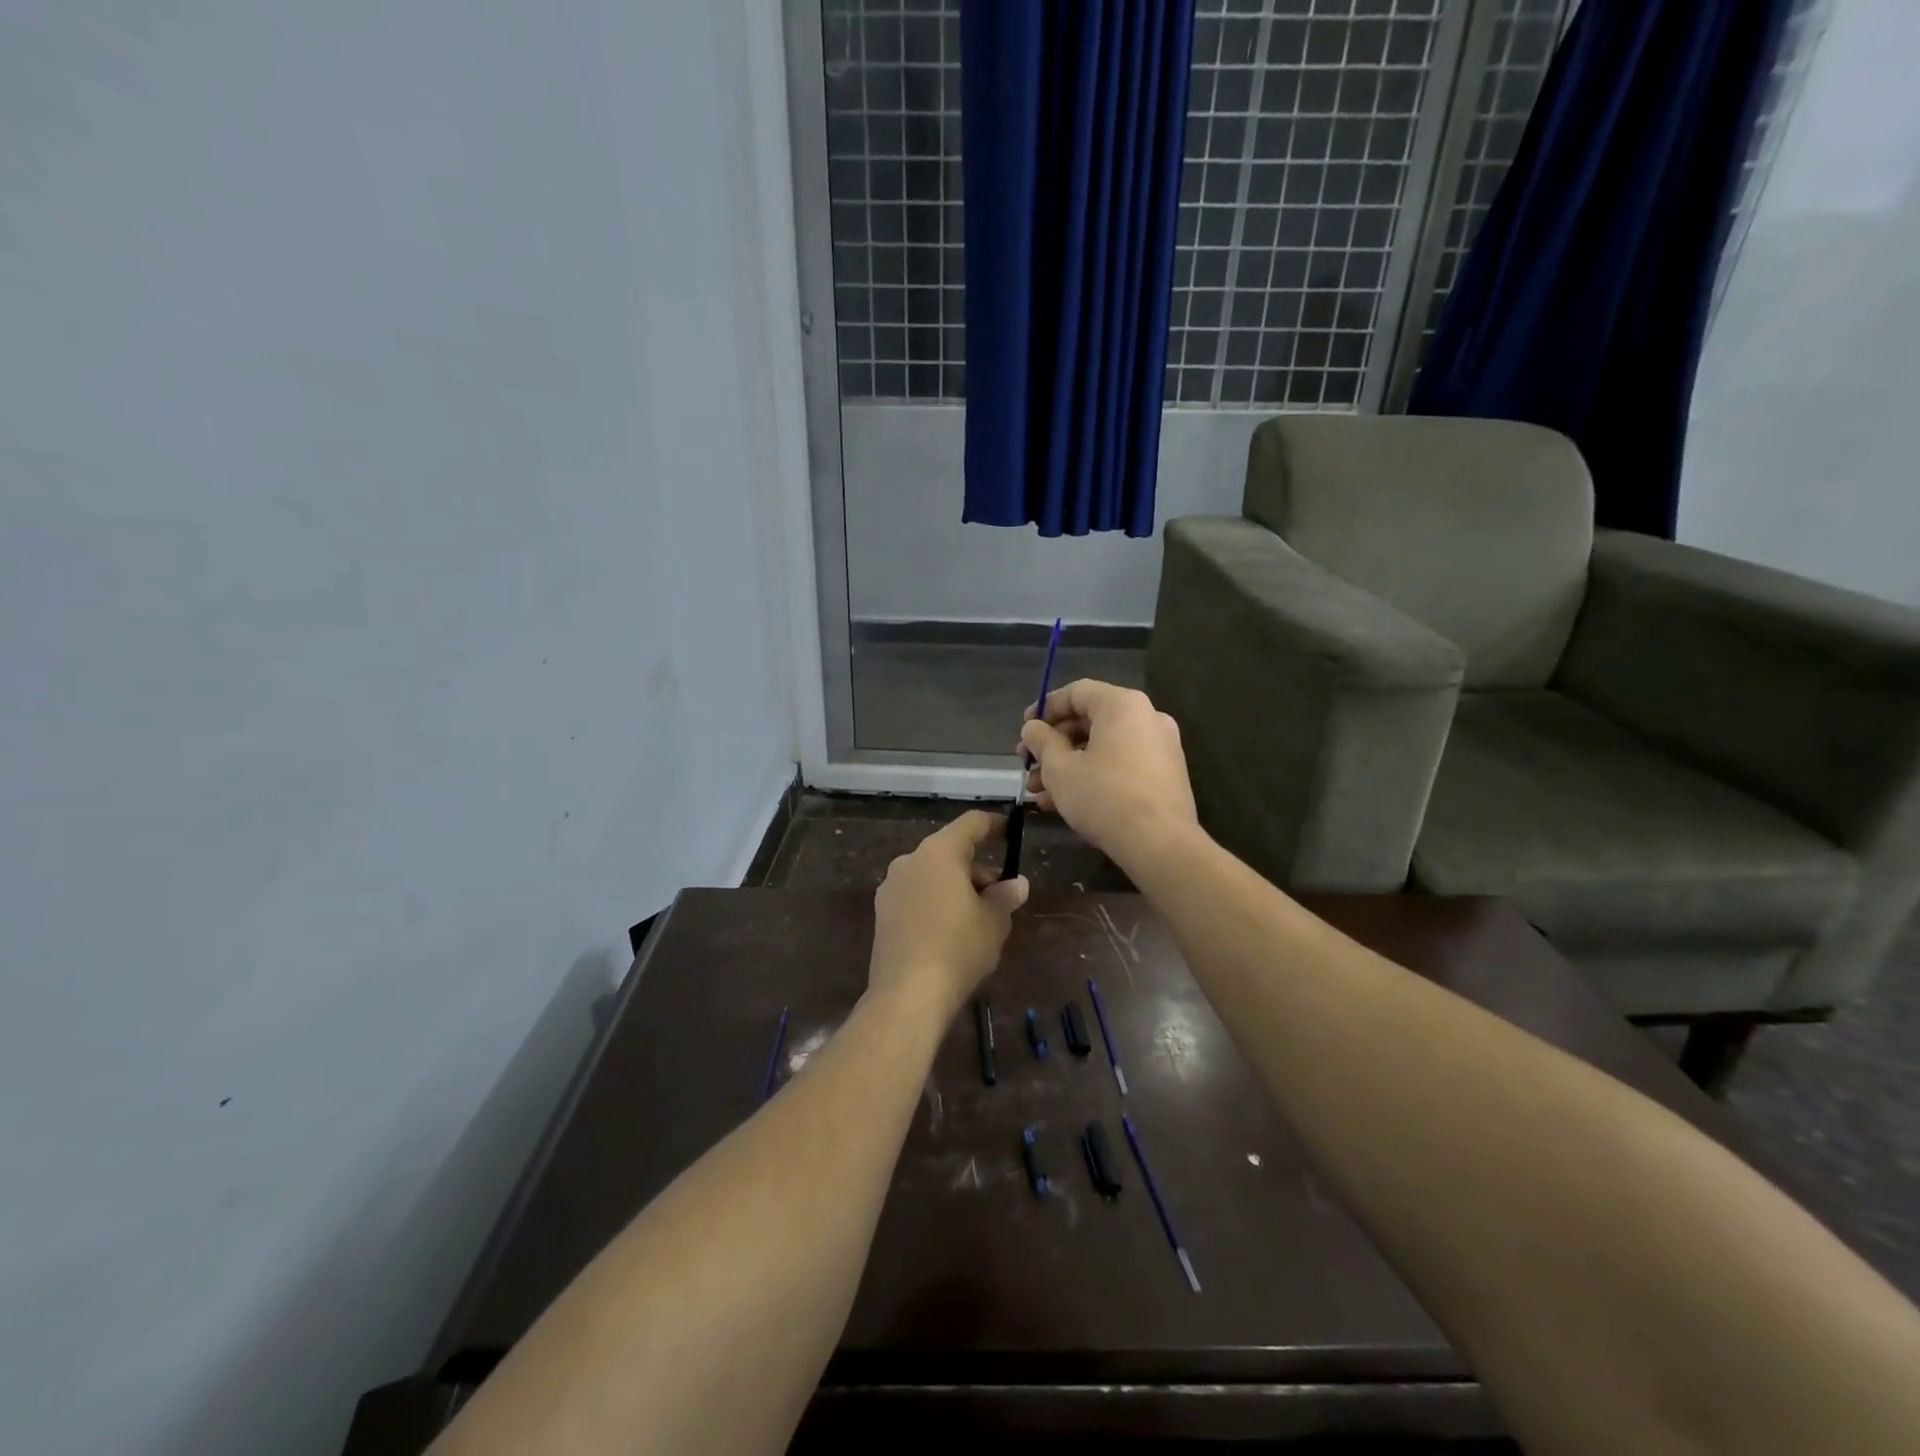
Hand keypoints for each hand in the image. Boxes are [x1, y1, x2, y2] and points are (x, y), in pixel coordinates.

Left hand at [869, 811, 1028, 1017]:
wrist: (907, 994)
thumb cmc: (958, 948)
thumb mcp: (993, 921)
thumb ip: (1005, 896)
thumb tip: (1017, 884)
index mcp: (939, 852)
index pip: (971, 823)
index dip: (993, 824)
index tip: (1009, 831)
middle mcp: (910, 860)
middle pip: (950, 851)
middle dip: (977, 868)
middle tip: (1001, 894)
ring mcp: (891, 887)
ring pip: (931, 874)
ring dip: (956, 886)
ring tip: (979, 917)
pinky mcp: (882, 913)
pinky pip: (916, 895)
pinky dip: (936, 902)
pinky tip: (951, 931)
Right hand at [1019, 679, 1197, 867]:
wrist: (1159, 843)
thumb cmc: (1104, 796)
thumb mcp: (1059, 769)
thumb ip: (1042, 742)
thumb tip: (1032, 729)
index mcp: (1122, 705)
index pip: (1077, 692)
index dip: (1045, 708)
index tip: (1025, 729)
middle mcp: (1147, 717)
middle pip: (1090, 721)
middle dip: (1053, 744)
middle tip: (1027, 764)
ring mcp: (1160, 747)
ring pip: (1103, 747)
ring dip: (1068, 765)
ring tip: (1038, 791)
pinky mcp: (1164, 775)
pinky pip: (1120, 764)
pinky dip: (1092, 775)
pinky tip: (1064, 802)